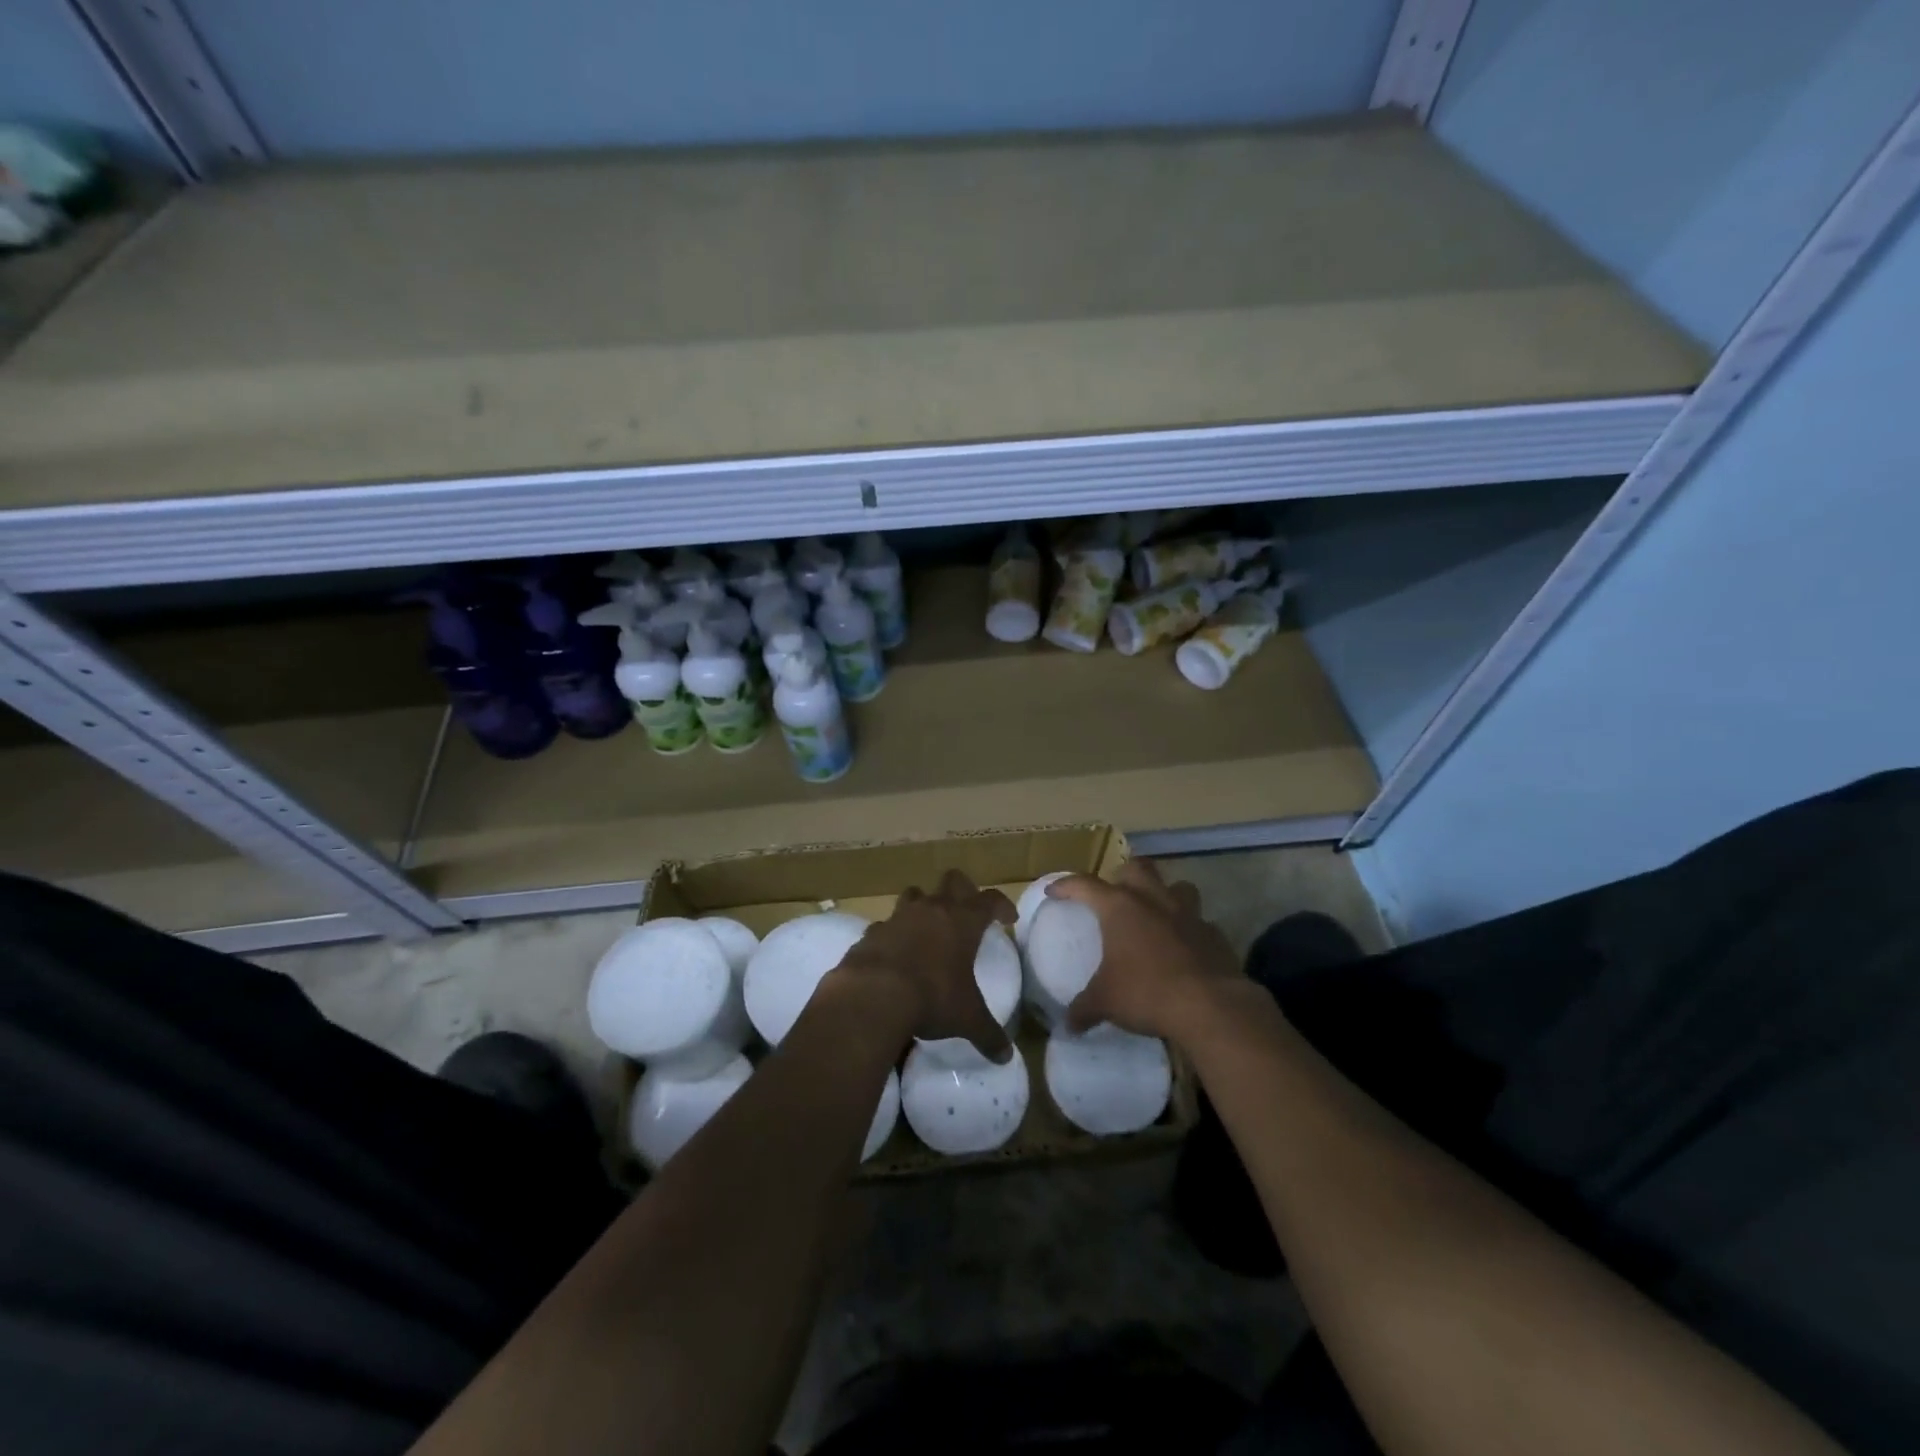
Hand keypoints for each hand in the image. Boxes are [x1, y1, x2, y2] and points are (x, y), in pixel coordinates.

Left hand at [834, 869, 1016, 1061]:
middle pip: (952, 879)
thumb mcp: (967, 1019)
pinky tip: (895, 954)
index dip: (1002, 905)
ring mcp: (899, 917)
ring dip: (924, 905)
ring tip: (928, 928)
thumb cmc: (932, 997)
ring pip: (915, 894)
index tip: (1008, 918)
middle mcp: (932, 909)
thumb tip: (1006, 1056)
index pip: (990, 900)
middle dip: (963, 889)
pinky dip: (893, 934)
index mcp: (963, 921)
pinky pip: (886, 925)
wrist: (873, 994)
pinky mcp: (872, 931)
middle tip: (967, 911)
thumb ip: (988, 1034)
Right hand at [1047, 859, 1240, 1043]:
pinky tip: (1185, 950)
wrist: (1211, 1006)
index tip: (1054, 891)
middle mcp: (1154, 901)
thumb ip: (1084, 1009)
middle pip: (1138, 868)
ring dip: (1166, 895)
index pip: (1085, 885)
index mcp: (1120, 907)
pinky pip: (1200, 923)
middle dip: (1124, 875)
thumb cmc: (1147, 993)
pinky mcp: (1215, 934)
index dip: (1066, 885)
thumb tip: (1068, 1025)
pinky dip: (1190, 931)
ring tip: (1156, 915)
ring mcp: (1189, 915)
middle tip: (1116, 895)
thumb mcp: (1106, 1002)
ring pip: (1178, 887)